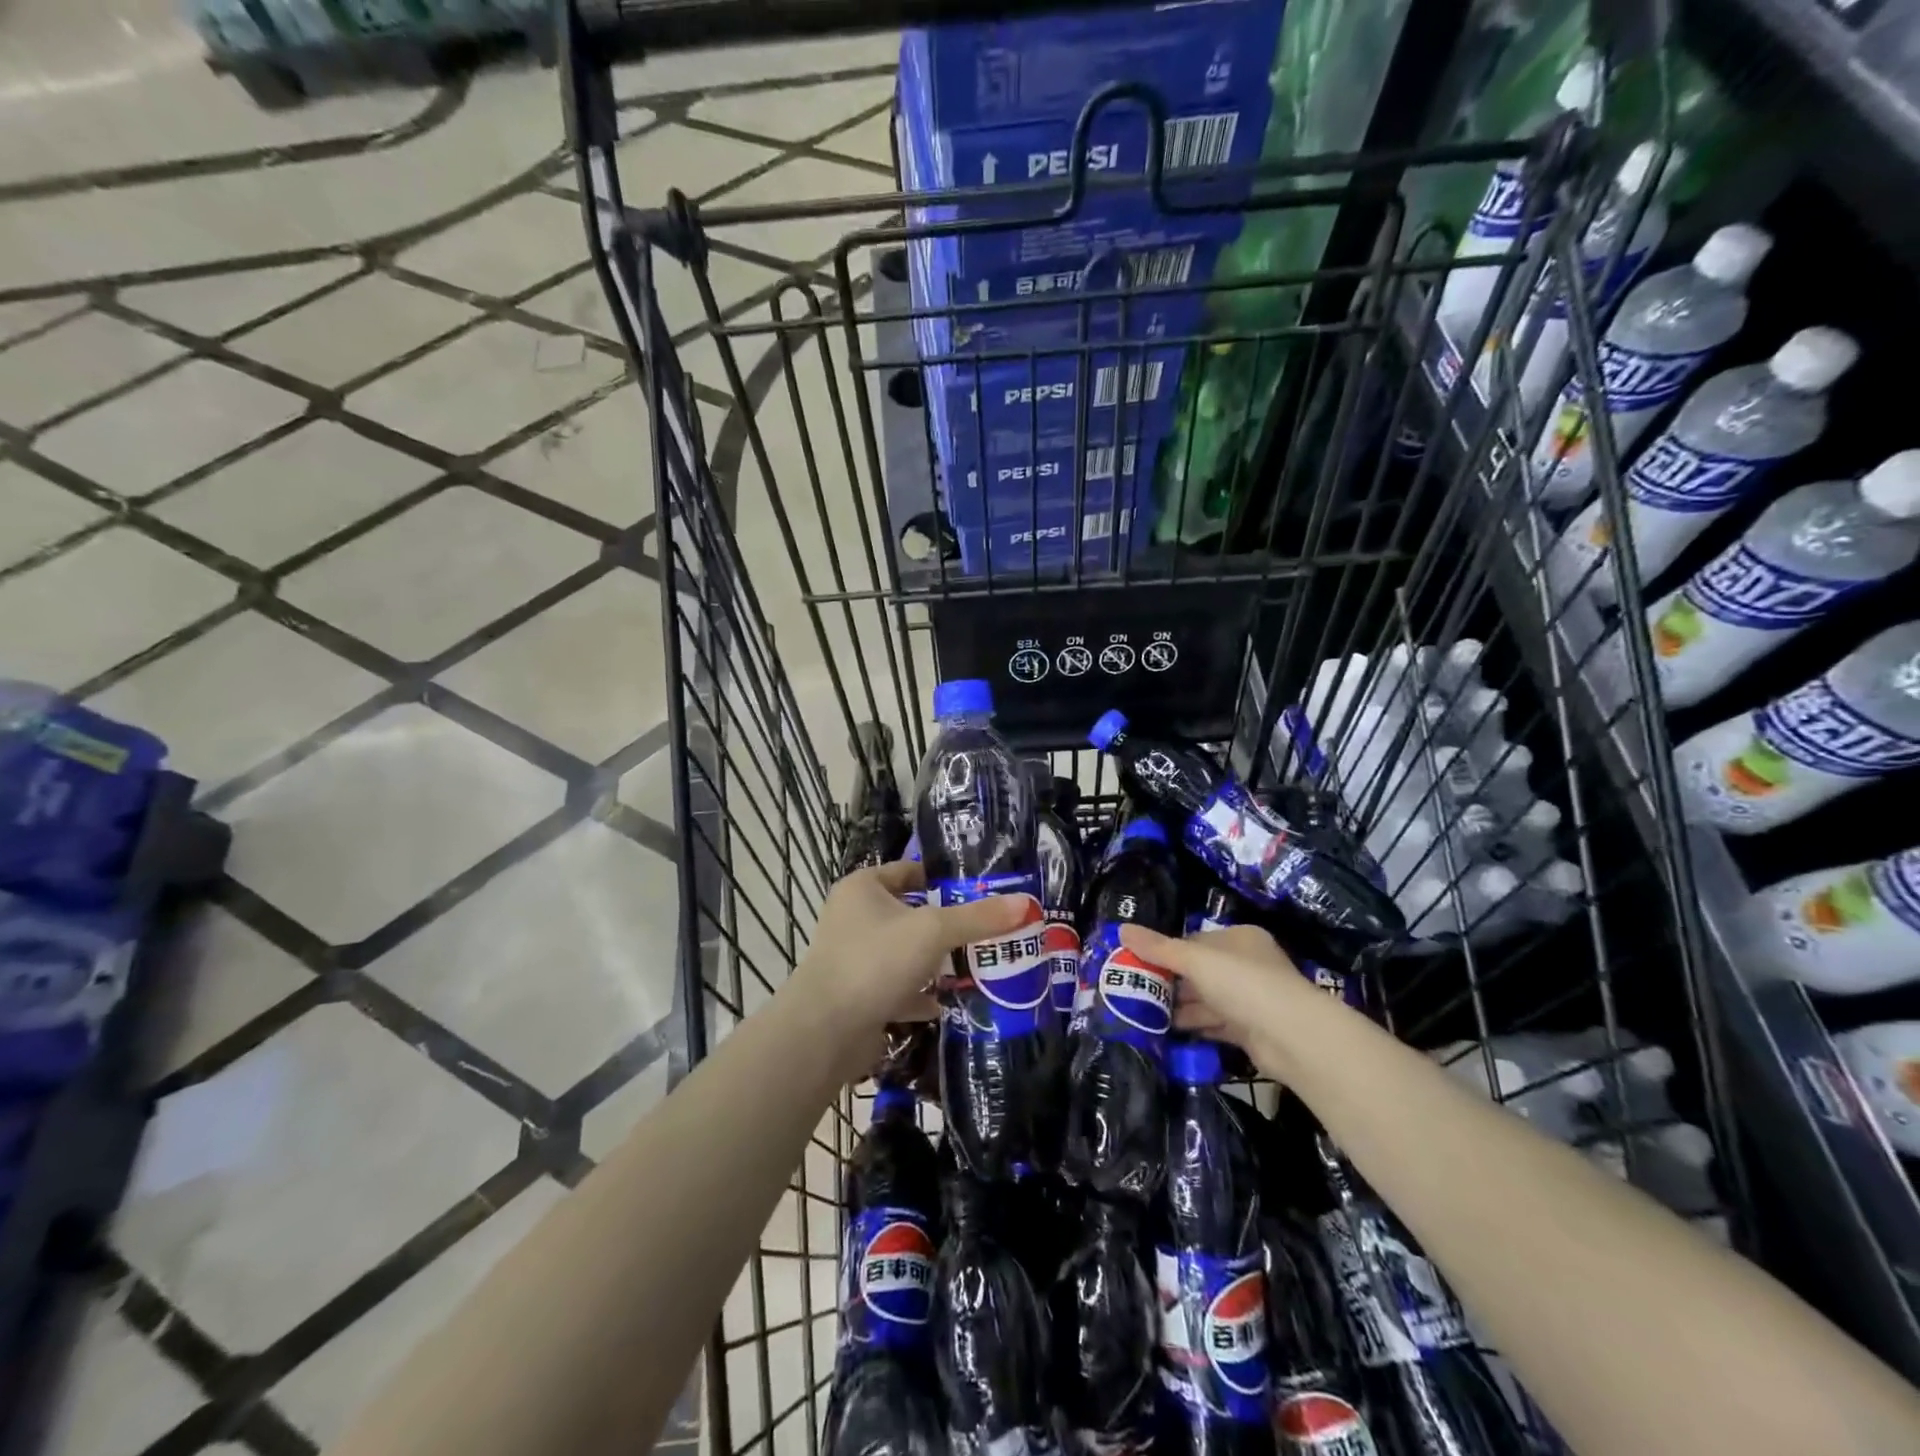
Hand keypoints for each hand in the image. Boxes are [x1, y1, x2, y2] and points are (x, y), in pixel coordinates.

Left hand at [787, 861, 1028, 1077]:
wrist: (825, 1031)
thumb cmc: (876, 961)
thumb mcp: (933, 931)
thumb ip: (978, 918)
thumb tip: (1025, 902)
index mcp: (863, 888)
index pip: (909, 871)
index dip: (943, 879)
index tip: (980, 891)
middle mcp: (853, 917)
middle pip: (910, 913)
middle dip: (946, 925)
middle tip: (987, 931)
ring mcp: (853, 958)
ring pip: (904, 953)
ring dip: (934, 961)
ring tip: (975, 966)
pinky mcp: (857, 994)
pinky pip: (896, 987)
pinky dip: (919, 994)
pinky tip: (946, 1003)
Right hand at [1119, 921, 1321, 1071]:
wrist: (1292, 1036)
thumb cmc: (1243, 983)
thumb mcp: (1195, 960)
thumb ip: (1158, 948)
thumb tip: (1121, 929)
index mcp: (1239, 939)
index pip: (1195, 941)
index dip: (1166, 951)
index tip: (1138, 963)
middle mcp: (1247, 965)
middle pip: (1199, 971)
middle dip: (1170, 981)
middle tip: (1134, 990)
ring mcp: (1251, 999)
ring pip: (1206, 999)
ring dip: (1178, 1006)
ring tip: (1143, 1012)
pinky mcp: (1250, 1029)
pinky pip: (1214, 1023)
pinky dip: (1194, 1025)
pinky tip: (1167, 1030)